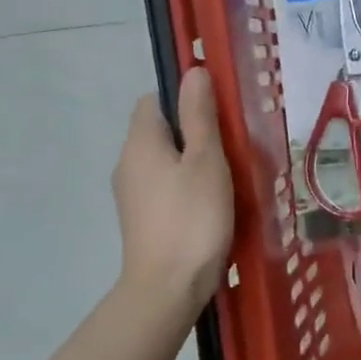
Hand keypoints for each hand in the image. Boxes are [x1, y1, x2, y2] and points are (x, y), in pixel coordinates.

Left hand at [111, 68, 234, 311]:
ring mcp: (132, 194)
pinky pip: (165, 186)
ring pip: (164, 160)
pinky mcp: (142, 219)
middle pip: (159, 130)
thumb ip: (200, 115)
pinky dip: (186, 186)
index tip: (218, 111)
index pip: (154, 100)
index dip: (184, 98)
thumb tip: (193, 71)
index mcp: (140, 142)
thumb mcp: (206, 160)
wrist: (168, 288)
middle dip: (194, 130)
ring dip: (192, 160)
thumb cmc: (192, 218)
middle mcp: (128, 163)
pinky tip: (212, 202)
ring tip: (228, 174)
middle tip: (232, 144)